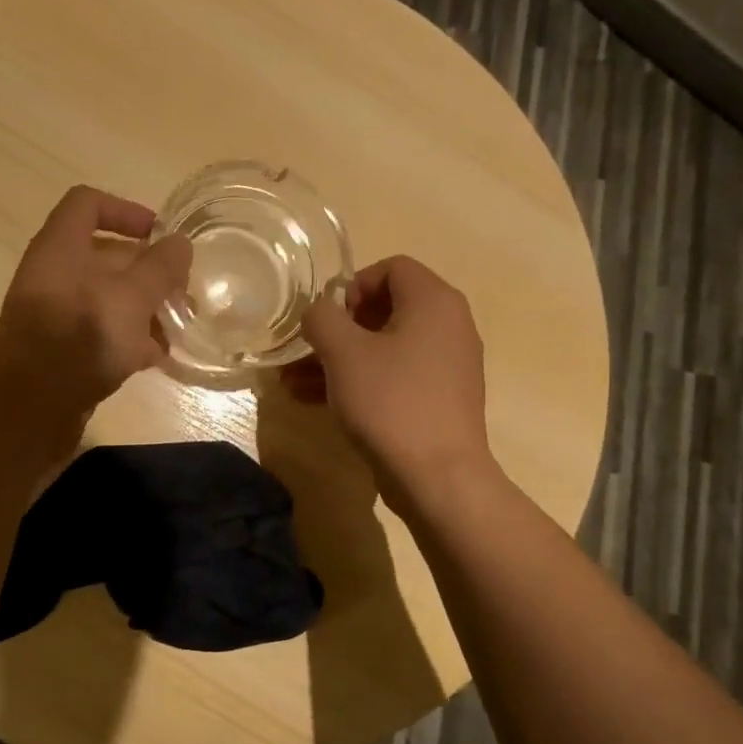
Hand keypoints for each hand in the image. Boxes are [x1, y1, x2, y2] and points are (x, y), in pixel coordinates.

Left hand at [0, 185, 191, 429]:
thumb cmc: (81, 338)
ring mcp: (57, 314)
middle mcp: (55, 275)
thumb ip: (159, 268)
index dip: (126, 210)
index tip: (161, 234)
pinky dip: (129, 339)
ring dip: (145, 309)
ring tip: (179, 327)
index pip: (88, 204)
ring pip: (108, 298)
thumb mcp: (130, 298)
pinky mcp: (62, 351)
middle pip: (106, 256)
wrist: (28, 409)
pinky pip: (101, 333)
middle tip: (184, 291)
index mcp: (61, 247)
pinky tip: (158, 357)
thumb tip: (181, 243)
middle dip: (149, 271)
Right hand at [283, 255, 490, 491]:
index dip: (352, 285)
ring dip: (339, 360)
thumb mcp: (343, 352)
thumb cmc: (390, 401)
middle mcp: (449, 325)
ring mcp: (447, 365)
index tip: (328, 319)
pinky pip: (394, 376)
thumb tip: (319, 312)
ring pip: (384, 348)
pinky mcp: (439, 399)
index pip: (391, 267)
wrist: (437, 476)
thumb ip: (321, 318)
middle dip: (337, 329)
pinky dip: (360, 381)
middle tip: (307, 351)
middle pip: (385, 309)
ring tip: (293, 383)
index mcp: (434, 301)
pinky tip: (316, 401)